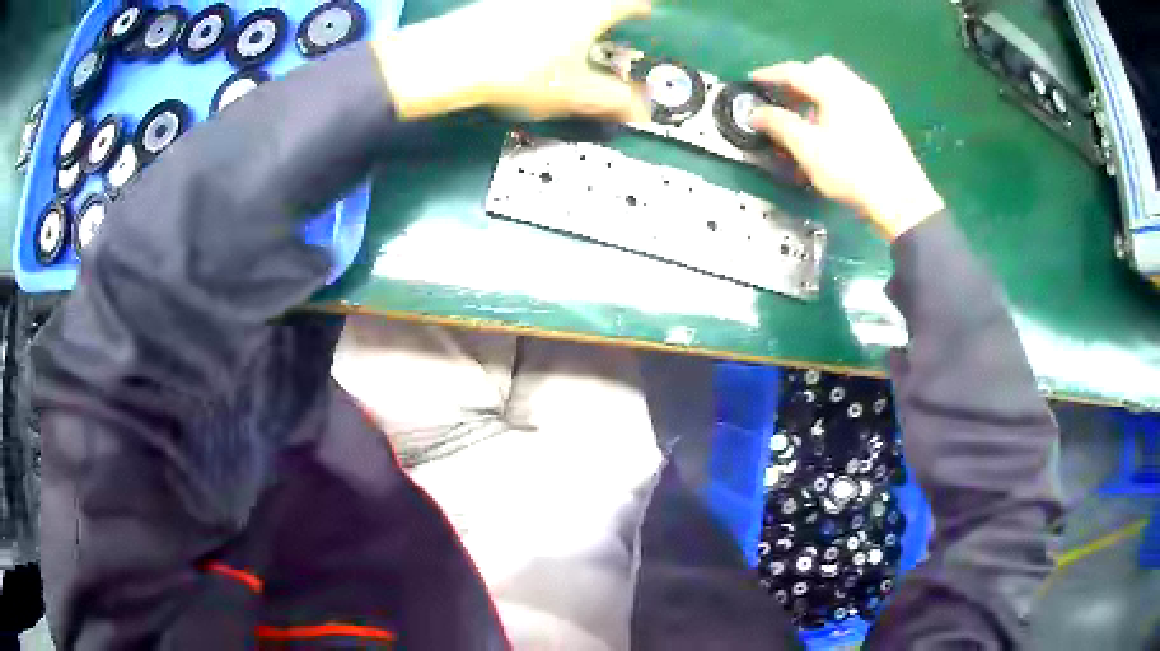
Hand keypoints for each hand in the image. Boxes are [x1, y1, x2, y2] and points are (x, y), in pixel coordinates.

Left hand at [373, 0, 651, 122]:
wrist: (451, 57)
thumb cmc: (523, 71)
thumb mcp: (574, 93)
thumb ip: (614, 100)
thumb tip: (641, 113)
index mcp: (594, 8)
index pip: (632, 2)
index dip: (641, 9)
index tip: (644, 14)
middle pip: (597, 0)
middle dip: (607, 10)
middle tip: (608, 25)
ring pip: (564, 3)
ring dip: (575, 11)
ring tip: (572, 33)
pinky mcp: (501, 1)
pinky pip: (535, 6)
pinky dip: (544, 15)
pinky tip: (532, 33)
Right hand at [749, 57, 944, 239]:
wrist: (901, 200)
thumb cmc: (852, 171)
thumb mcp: (808, 149)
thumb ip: (779, 124)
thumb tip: (755, 112)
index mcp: (835, 88)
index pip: (795, 71)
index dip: (770, 74)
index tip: (751, 81)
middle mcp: (855, 87)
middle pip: (820, 67)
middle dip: (798, 77)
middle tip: (783, 96)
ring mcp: (873, 102)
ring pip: (838, 81)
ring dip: (816, 89)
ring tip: (804, 114)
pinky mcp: (883, 119)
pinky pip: (851, 97)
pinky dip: (833, 101)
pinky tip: (829, 126)